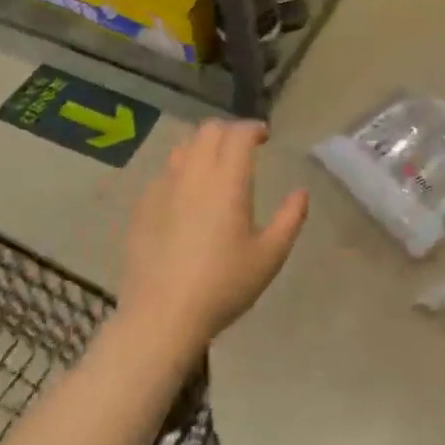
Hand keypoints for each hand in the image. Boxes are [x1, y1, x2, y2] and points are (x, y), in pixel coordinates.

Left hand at [119, 120, 308, 349]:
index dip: (254, 128)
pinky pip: (165, 172)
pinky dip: (182, 170)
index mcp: (227, 181)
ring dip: (203, 146)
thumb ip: (291, 218)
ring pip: (184, 146)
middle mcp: (194, 174)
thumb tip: (301, 192)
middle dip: (229, 131)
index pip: (239, 133)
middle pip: (209, 130)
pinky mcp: (143, 206)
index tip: (265, 137)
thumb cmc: (223, 285)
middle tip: (243, 148)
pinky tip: (188, 195)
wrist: (162, 316)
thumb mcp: (270, 256)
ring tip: (215, 166)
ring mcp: (163, 188)